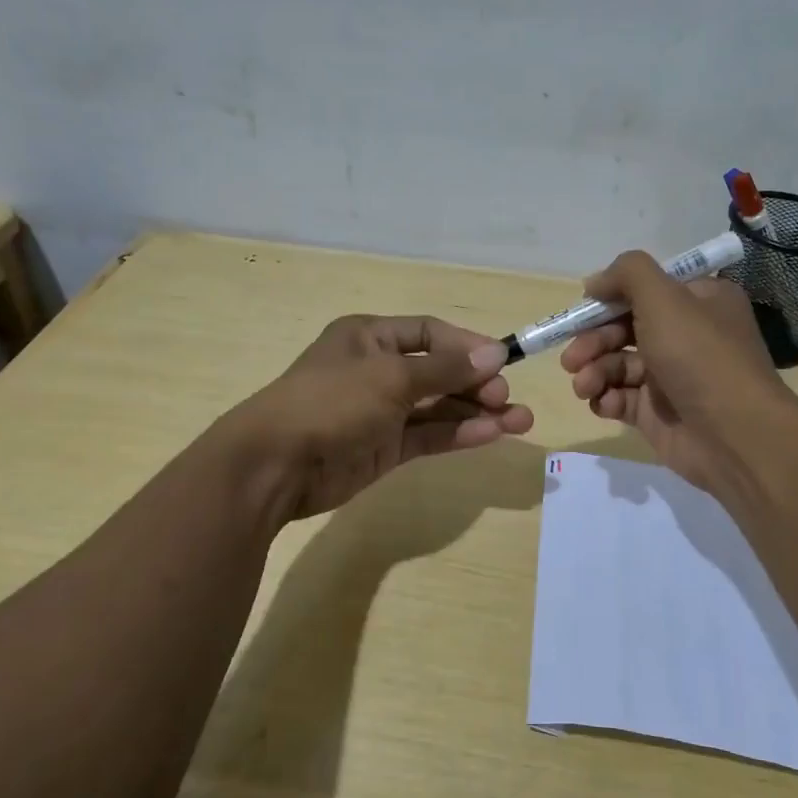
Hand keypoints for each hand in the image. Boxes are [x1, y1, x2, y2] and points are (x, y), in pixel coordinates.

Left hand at [232, 315, 534, 519]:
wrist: (276, 464)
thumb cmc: (331, 402)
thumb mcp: (390, 377)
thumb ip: (446, 369)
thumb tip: (496, 356)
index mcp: (370, 337)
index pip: (429, 333)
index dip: (467, 346)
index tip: (503, 362)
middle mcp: (377, 370)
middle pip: (439, 371)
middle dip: (477, 383)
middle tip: (507, 399)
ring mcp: (381, 411)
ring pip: (439, 407)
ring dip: (477, 412)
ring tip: (521, 422)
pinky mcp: (385, 447)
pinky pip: (429, 435)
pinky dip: (459, 434)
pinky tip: (491, 435)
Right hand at [559, 253, 795, 492]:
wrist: (733, 435)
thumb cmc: (700, 356)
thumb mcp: (665, 297)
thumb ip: (627, 274)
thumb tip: (595, 282)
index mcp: (698, 301)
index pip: (646, 290)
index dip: (610, 298)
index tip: (583, 309)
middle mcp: (686, 335)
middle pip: (624, 328)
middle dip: (593, 341)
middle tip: (572, 358)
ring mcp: (671, 376)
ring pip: (617, 365)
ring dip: (594, 372)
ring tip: (584, 386)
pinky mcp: (657, 413)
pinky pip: (621, 398)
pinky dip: (607, 399)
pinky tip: (605, 404)